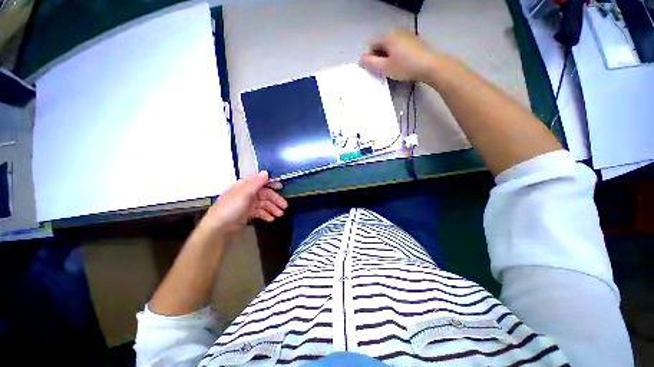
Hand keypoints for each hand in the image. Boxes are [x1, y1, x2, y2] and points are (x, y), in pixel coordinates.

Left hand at [198, 171, 287, 236]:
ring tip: (280, 215)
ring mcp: (248, 203)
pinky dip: (266, 215)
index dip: (271, 183)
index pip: (261, 181)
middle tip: (285, 206)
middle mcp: (248, 193)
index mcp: (245, 186)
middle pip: (265, 194)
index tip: (281, 187)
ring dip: (272, 208)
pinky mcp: (248, 213)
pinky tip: (271, 219)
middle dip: (275, 200)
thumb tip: (266, 172)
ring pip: (264, 204)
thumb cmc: (231, 208)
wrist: (218, 228)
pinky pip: (260, 212)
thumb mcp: (244, 194)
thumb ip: (256, 183)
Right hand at [359, 29, 441, 82]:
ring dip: (386, 56)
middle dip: (377, 57)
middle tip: (381, 70)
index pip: (370, 45)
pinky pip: (398, 46)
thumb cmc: (405, 67)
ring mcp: (406, 34)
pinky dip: (395, 54)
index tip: (371, 70)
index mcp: (387, 36)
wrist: (430, 65)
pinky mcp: (413, 40)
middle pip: (380, 44)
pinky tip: (400, 64)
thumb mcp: (385, 67)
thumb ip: (370, 63)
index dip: (368, 58)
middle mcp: (396, 31)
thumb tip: (360, 60)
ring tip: (390, 68)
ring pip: (389, 46)